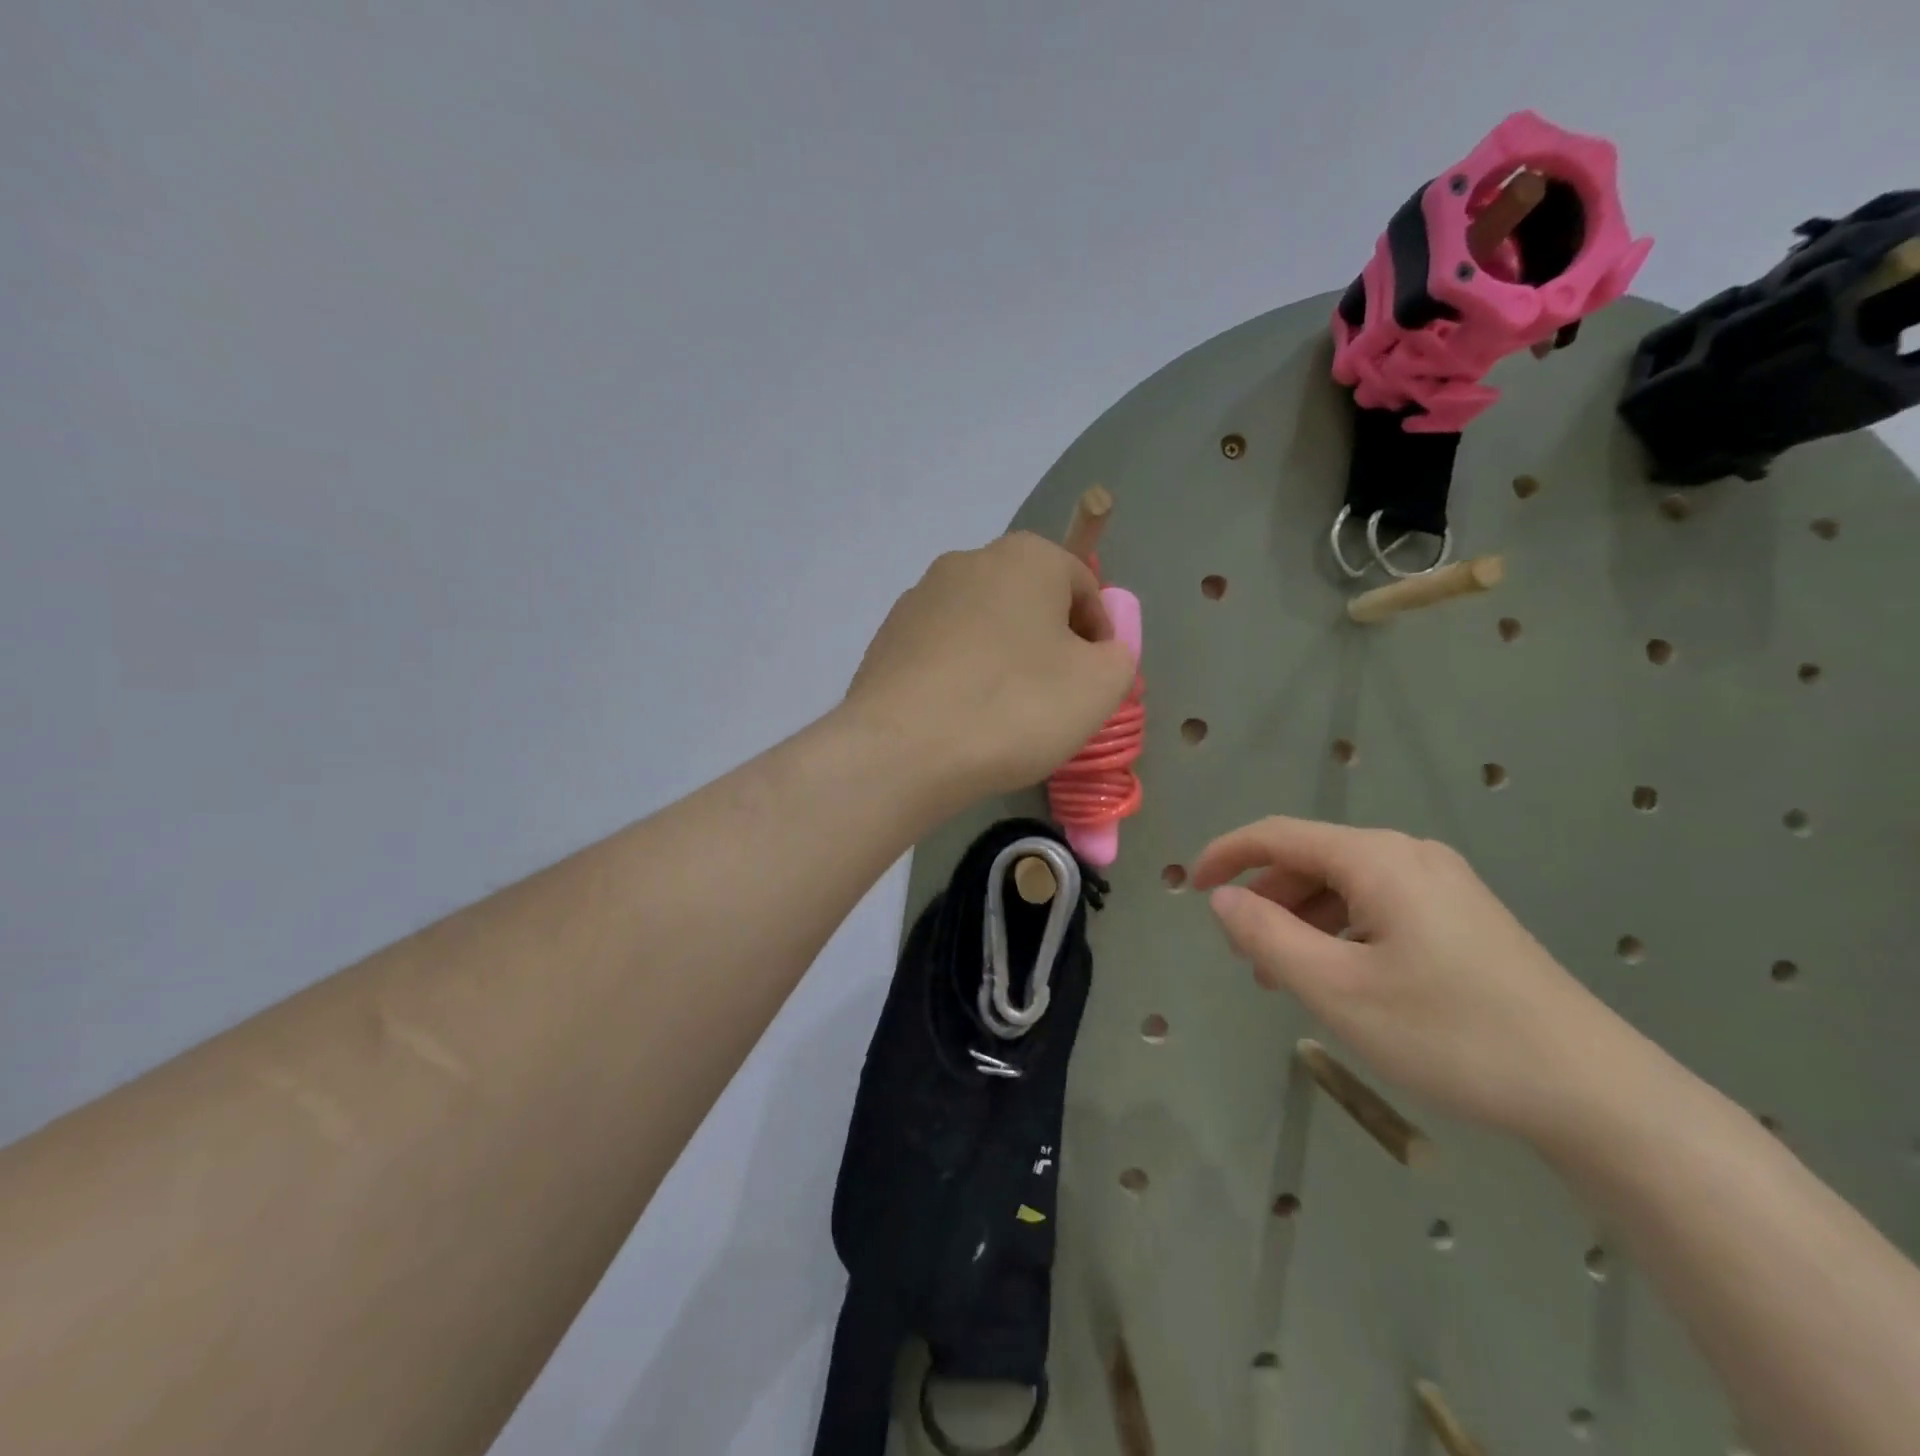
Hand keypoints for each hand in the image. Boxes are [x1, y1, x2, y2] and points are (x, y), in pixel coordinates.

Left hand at [843, 532, 1135, 803]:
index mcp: (1026, 557)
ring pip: (982, 625)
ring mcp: (919, 598)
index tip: (1095, 681)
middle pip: (1029, 601)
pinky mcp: (887, 637)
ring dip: (1003, 658)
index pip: (1083, 586)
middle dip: (1049, 643)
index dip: (1099, 635)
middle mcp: (968, 561)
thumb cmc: (1015, 708)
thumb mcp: (1099, 686)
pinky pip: (943, 651)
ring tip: (1004, 713)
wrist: (903, 751)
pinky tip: (960, 717)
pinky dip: (961, 675)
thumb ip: (1118, 655)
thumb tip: (1098, 649)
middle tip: (1055, 698)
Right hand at [1192, 816, 1639, 1142]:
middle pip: (1311, 859)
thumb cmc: (1449, 1034)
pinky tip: (1341, 979)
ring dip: (1302, 921)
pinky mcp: (1463, 917)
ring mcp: (1443, 885)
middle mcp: (1409, 855)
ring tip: (1286, 978)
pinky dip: (1341, 932)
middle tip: (1243, 955)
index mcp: (1377, 858)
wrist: (1594, 1092)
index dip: (1226, 854)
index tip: (1191, 887)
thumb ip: (1266, 935)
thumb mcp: (1336, 989)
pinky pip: (1378, 907)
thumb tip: (1222, 898)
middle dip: (1266, 899)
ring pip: (1344, 886)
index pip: (1278, 834)